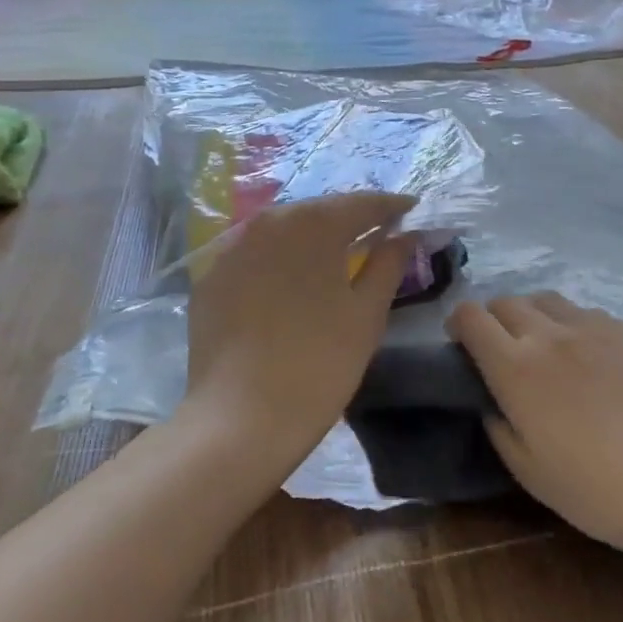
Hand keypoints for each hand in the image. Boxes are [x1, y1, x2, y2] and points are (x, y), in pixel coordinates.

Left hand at [183, 191, 416, 480]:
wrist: (241, 418)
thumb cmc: (321, 362)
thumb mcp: (367, 312)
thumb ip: (390, 263)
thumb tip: (406, 234)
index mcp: (313, 224)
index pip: (362, 203)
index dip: (391, 206)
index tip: (412, 208)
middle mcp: (268, 223)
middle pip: (319, 210)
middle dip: (350, 217)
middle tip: (377, 230)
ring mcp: (232, 250)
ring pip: (283, 230)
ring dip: (312, 236)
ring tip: (336, 253)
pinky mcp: (210, 279)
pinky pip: (254, 256)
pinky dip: (278, 260)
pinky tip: (290, 282)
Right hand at [446, 293, 622, 562]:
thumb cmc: (593, 488)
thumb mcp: (526, 469)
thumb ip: (498, 424)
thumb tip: (492, 399)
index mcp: (515, 366)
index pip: (470, 316)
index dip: (459, 325)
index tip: (463, 347)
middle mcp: (549, 334)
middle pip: (506, 301)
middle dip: (493, 320)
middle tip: (502, 352)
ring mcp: (593, 326)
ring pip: (546, 299)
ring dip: (533, 316)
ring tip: (545, 348)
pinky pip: (586, 312)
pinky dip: (572, 325)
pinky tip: (588, 357)